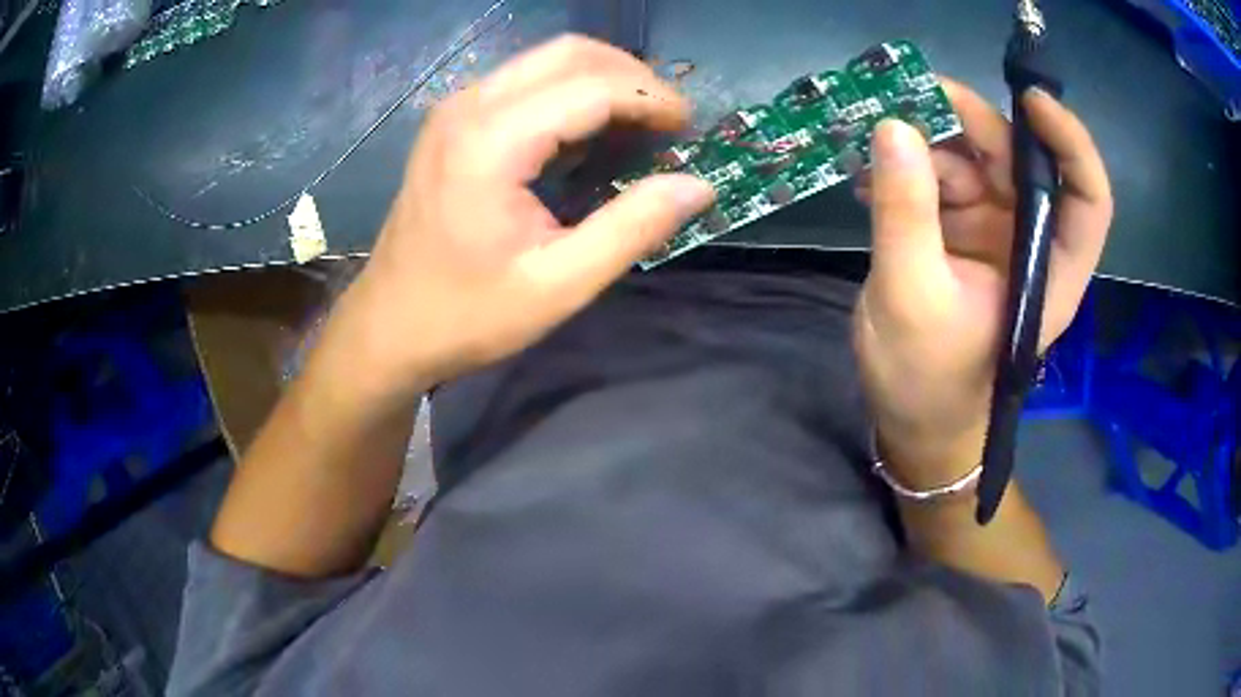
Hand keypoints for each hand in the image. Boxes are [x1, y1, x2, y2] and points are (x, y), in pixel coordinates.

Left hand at [340, 35, 715, 397]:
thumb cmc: (467, 315)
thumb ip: (632, 228)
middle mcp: (470, 106)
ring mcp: (455, 109)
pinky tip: (587, 135)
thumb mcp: (559, 284)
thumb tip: (698, 186)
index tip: (689, 129)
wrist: (388, 327)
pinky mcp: (452, 122)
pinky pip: (523, 82)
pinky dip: (568, 94)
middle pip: (569, 53)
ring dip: (602, 81)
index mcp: (492, 141)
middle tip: (668, 123)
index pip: (593, 87)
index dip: (652, 99)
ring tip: (638, 127)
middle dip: (632, 77)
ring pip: (546, 60)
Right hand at [853, 80, 1112, 488]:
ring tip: (873, 157)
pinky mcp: (960, 232)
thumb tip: (894, 127)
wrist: (911, 421)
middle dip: (971, 125)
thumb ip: (906, 213)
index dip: (1070, 143)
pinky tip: (870, 179)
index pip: (1086, 198)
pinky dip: (907, 169)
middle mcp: (1030, 242)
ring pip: (974, 162)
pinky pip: (940, 179)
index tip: (1030, 100)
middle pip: (1020, 162)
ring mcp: (995, 234)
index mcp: (1049, 270)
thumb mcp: (911, 297)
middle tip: (911, 98)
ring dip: (926, 148)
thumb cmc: (926, 380)